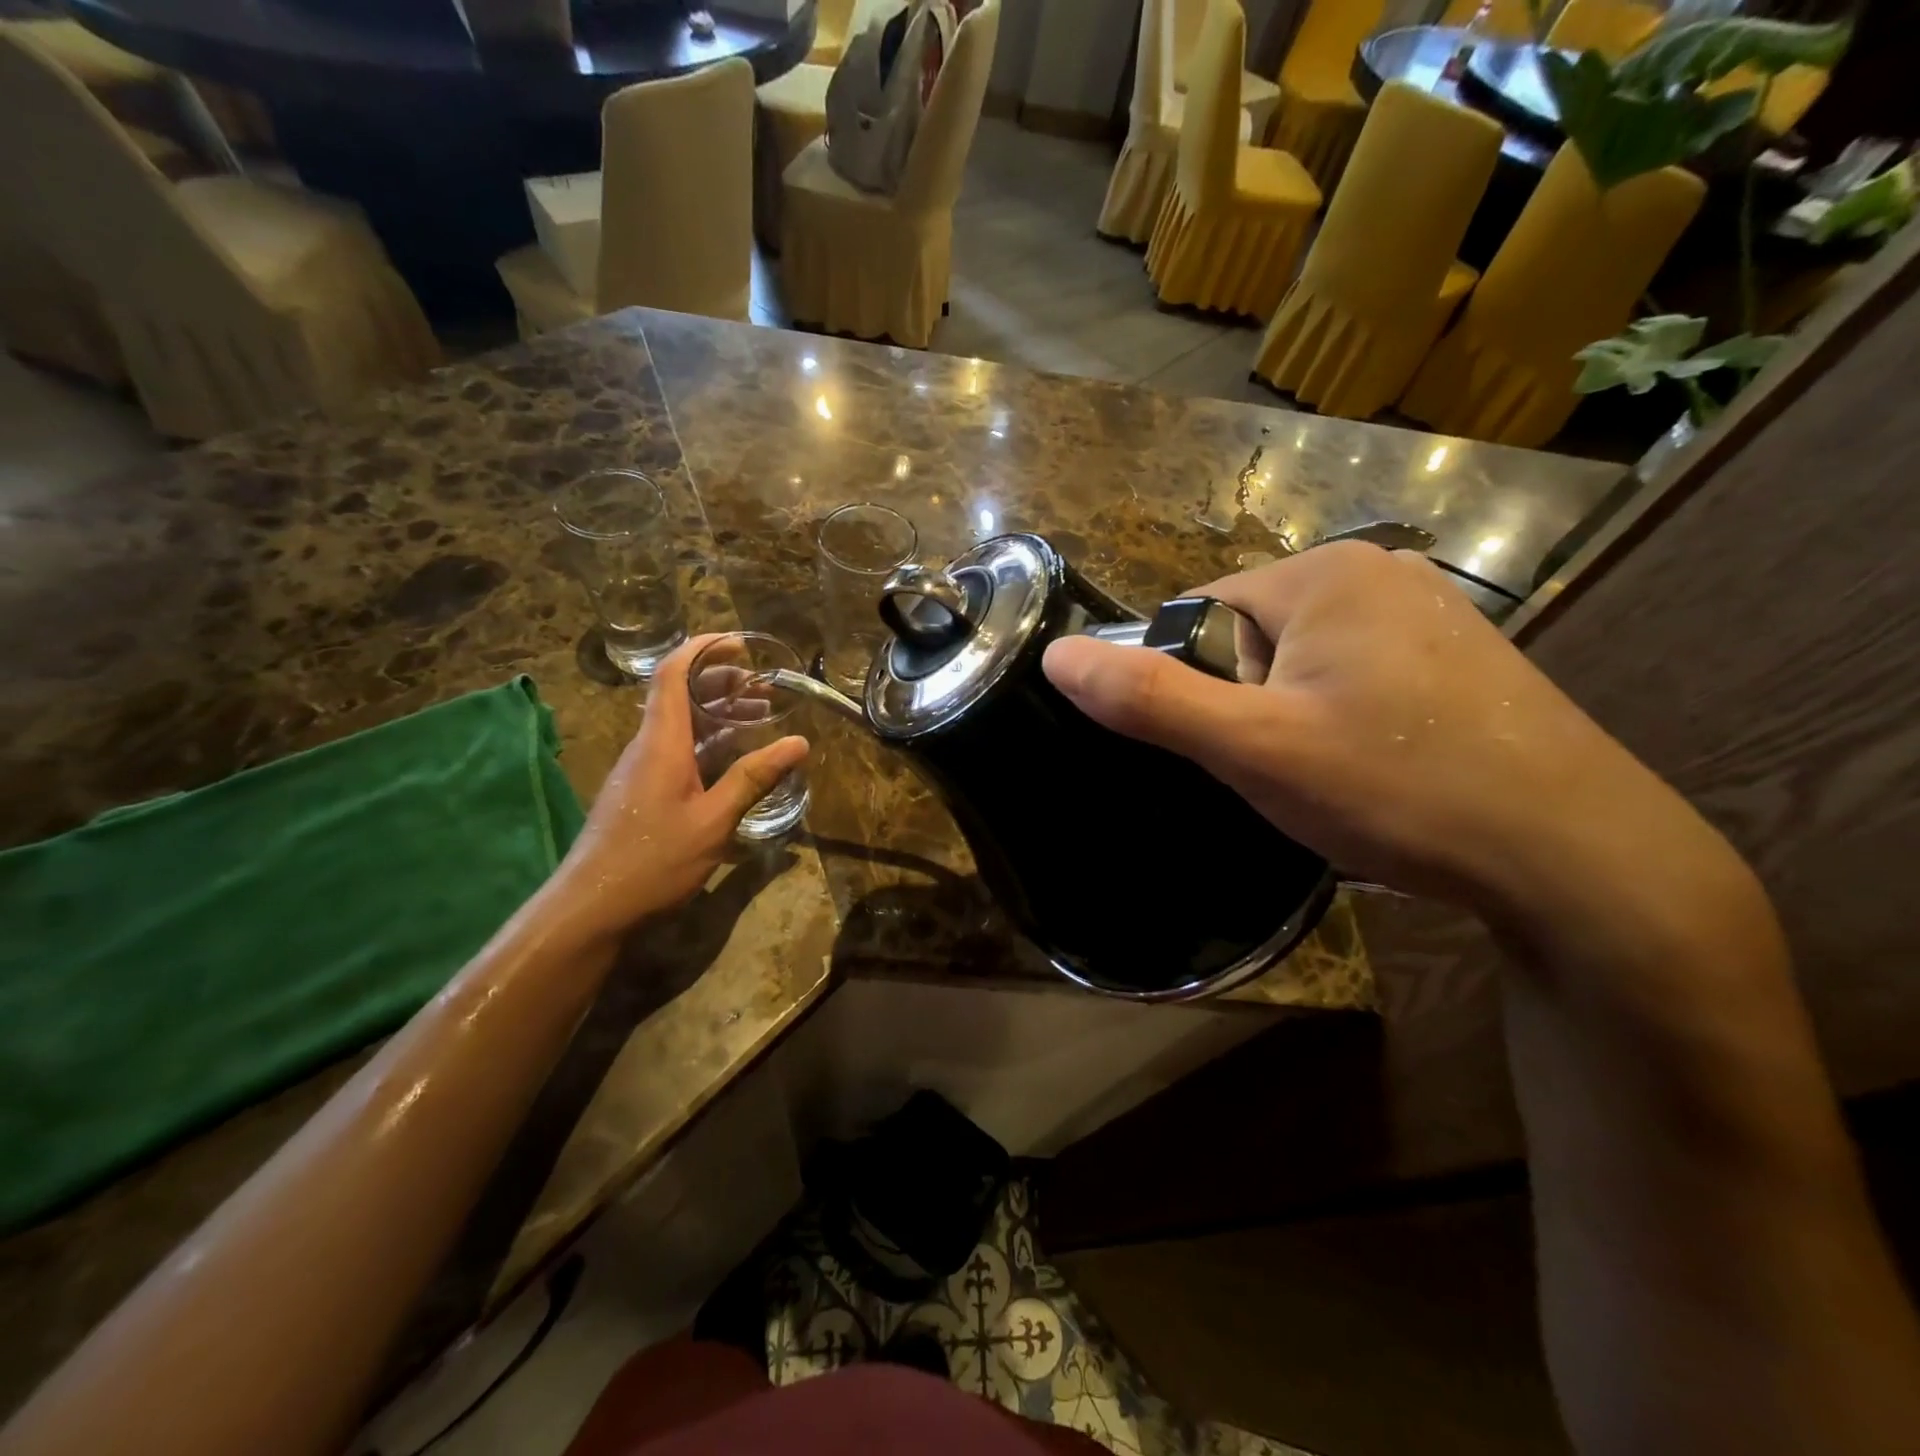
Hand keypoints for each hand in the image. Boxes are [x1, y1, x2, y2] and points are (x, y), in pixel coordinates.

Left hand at [552, 635, 808, 936]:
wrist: (592, 907)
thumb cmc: (654, 859)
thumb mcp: (714, 820)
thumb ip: (754, 778)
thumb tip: (800, 743)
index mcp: (661, 742)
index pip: (674, 674)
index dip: (702, 649)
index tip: (738, 643)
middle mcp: (647, 746)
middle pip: (679, 694)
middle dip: (720, 680)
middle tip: (764, 686)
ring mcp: (641, 769)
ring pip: (679, 723)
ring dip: (717, 712)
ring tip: (759, 715)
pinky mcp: (641, 791)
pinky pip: (676, 748)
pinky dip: (707, 740)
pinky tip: (732, 757)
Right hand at [1041, 543, 1721, 927]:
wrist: (1577, 858)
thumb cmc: (1398, 788)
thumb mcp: (1253, 748)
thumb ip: (1150, 698)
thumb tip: (1057, 655)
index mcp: (1323, 572)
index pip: (1199, 613)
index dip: (1192, 686)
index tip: (1228, 747)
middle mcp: (1377, 572)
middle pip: (1250, 637)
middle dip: (1244, 704)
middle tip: (1284, 770)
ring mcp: (1425, 612)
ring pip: (1300, 664)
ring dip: (1288, 718)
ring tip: (1331, 779)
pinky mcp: (1456, 657)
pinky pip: (1353, 677)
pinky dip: (1339, 721)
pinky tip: (1374, 772)